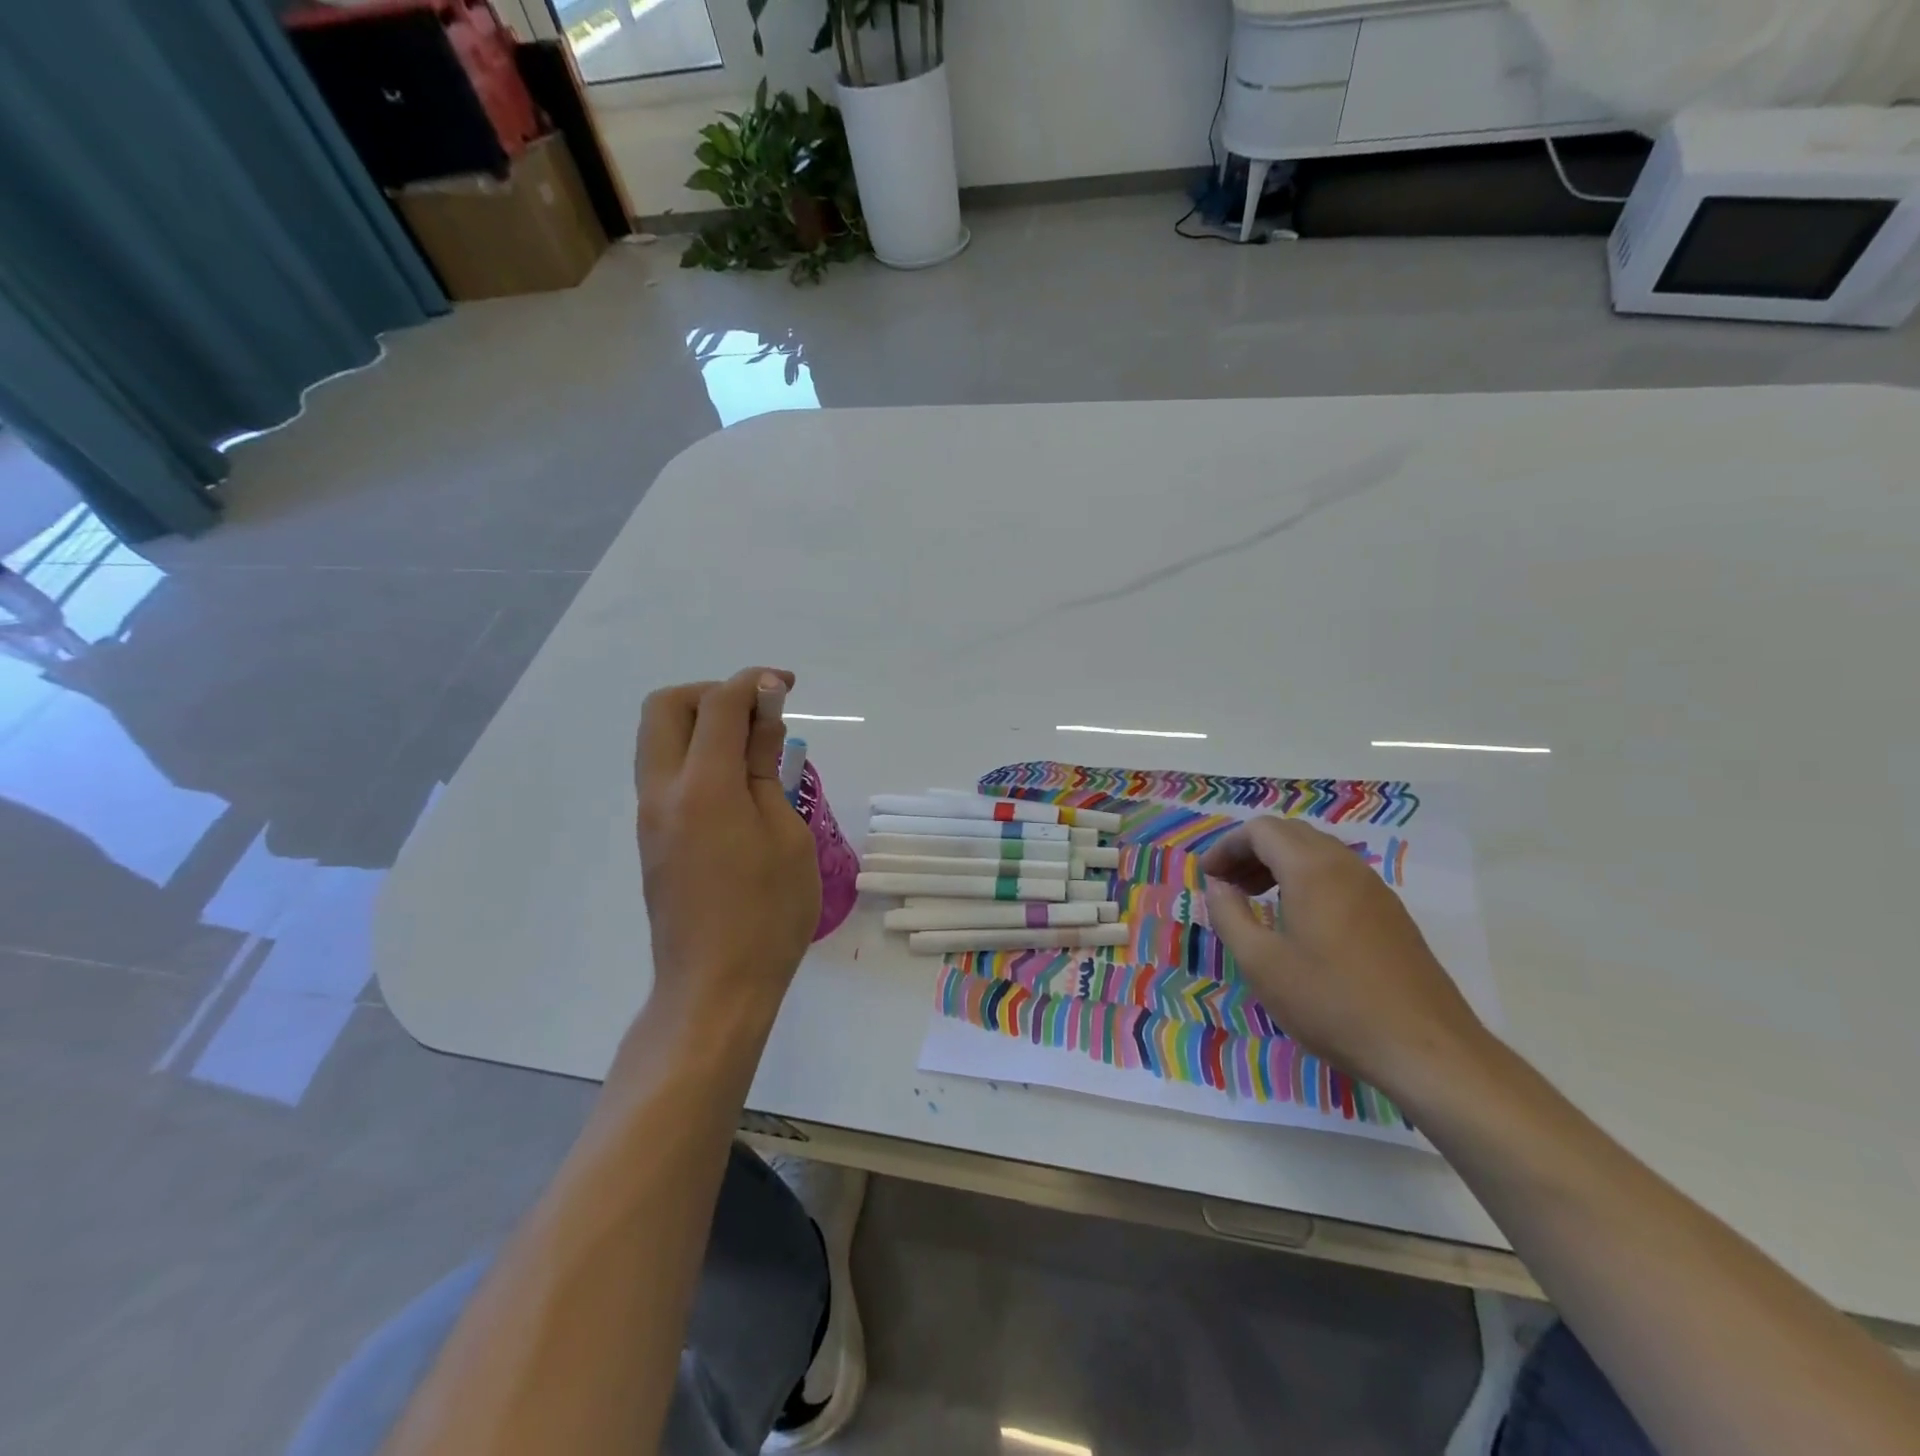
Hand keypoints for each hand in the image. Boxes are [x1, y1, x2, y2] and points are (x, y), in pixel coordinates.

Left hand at [635, 668, 820, 1022]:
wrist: (716, 987)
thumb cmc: (769, 913)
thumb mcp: (787, 835)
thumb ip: (767, 768)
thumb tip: (765, 716)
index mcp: (703, 788)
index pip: (718, 704)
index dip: (753, 682)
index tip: (787, 686)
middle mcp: (663, 792)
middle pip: (666, 707)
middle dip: (712, 692)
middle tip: (756, 712)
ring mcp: (650, 816)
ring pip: (657, 738)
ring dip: (699, 722)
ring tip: (750, 748)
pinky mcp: (651, 838)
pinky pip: (663, 771)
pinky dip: (694, 754)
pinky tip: (734, 784)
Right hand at [1201, 816, 1491, 1099]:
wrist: (1427, 1050)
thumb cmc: (1332, 1003)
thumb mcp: (1261, 963)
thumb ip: (1229, 915)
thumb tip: (1218, 887)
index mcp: (1312, 869)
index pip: (1260, 831)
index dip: (1227, 846)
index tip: (1207, 876)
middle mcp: (1346, 866)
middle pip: (1290, 835)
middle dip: (1251, 852)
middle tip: (1226, 885)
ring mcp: (1375, 889)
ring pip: (1317, 854)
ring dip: (1279, 865)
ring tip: (1255, 899)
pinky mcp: (1391, 915)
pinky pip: (1339, 876)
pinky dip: (1307, 881)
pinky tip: (1298, 921)